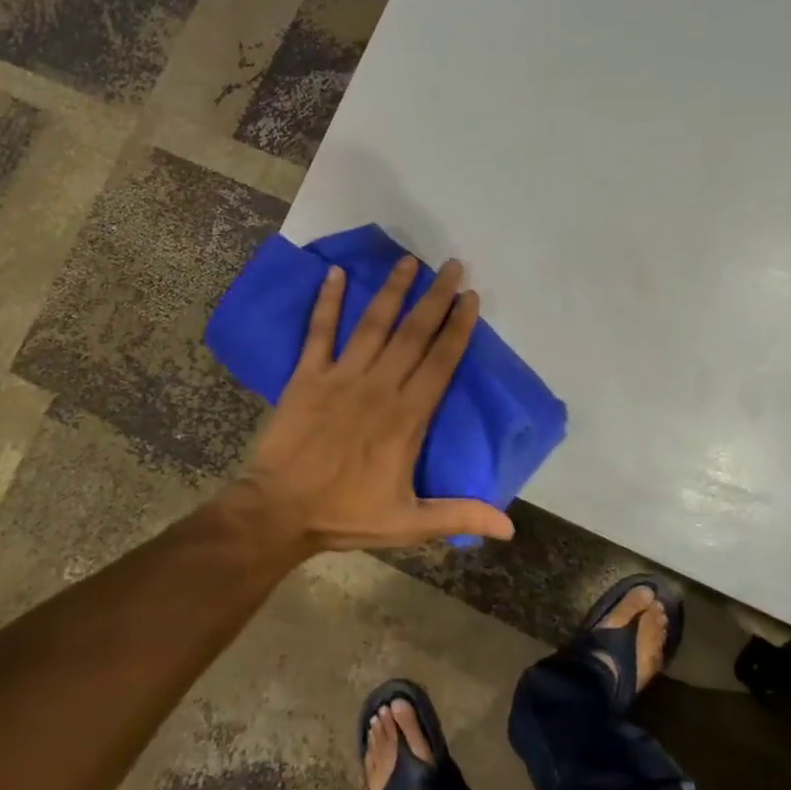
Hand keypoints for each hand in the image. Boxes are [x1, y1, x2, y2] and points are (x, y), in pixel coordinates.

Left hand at [224, 255, 515, 552]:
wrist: (279, 510)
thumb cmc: (345, 514)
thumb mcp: (408, 523)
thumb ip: (458, 516)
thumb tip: (510, 528)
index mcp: (406, 417)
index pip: (441, 362)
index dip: (458, 328)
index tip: (470, 297)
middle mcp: (378, 387)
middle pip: (413, 334)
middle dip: (435, 298)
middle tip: (452, 266)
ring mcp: (341, 376)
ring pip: (373, 324)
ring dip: (392, 290)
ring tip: (408, 261)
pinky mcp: (307, 375)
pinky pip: (319, 331)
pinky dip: (327, 301)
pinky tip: (335, 273)